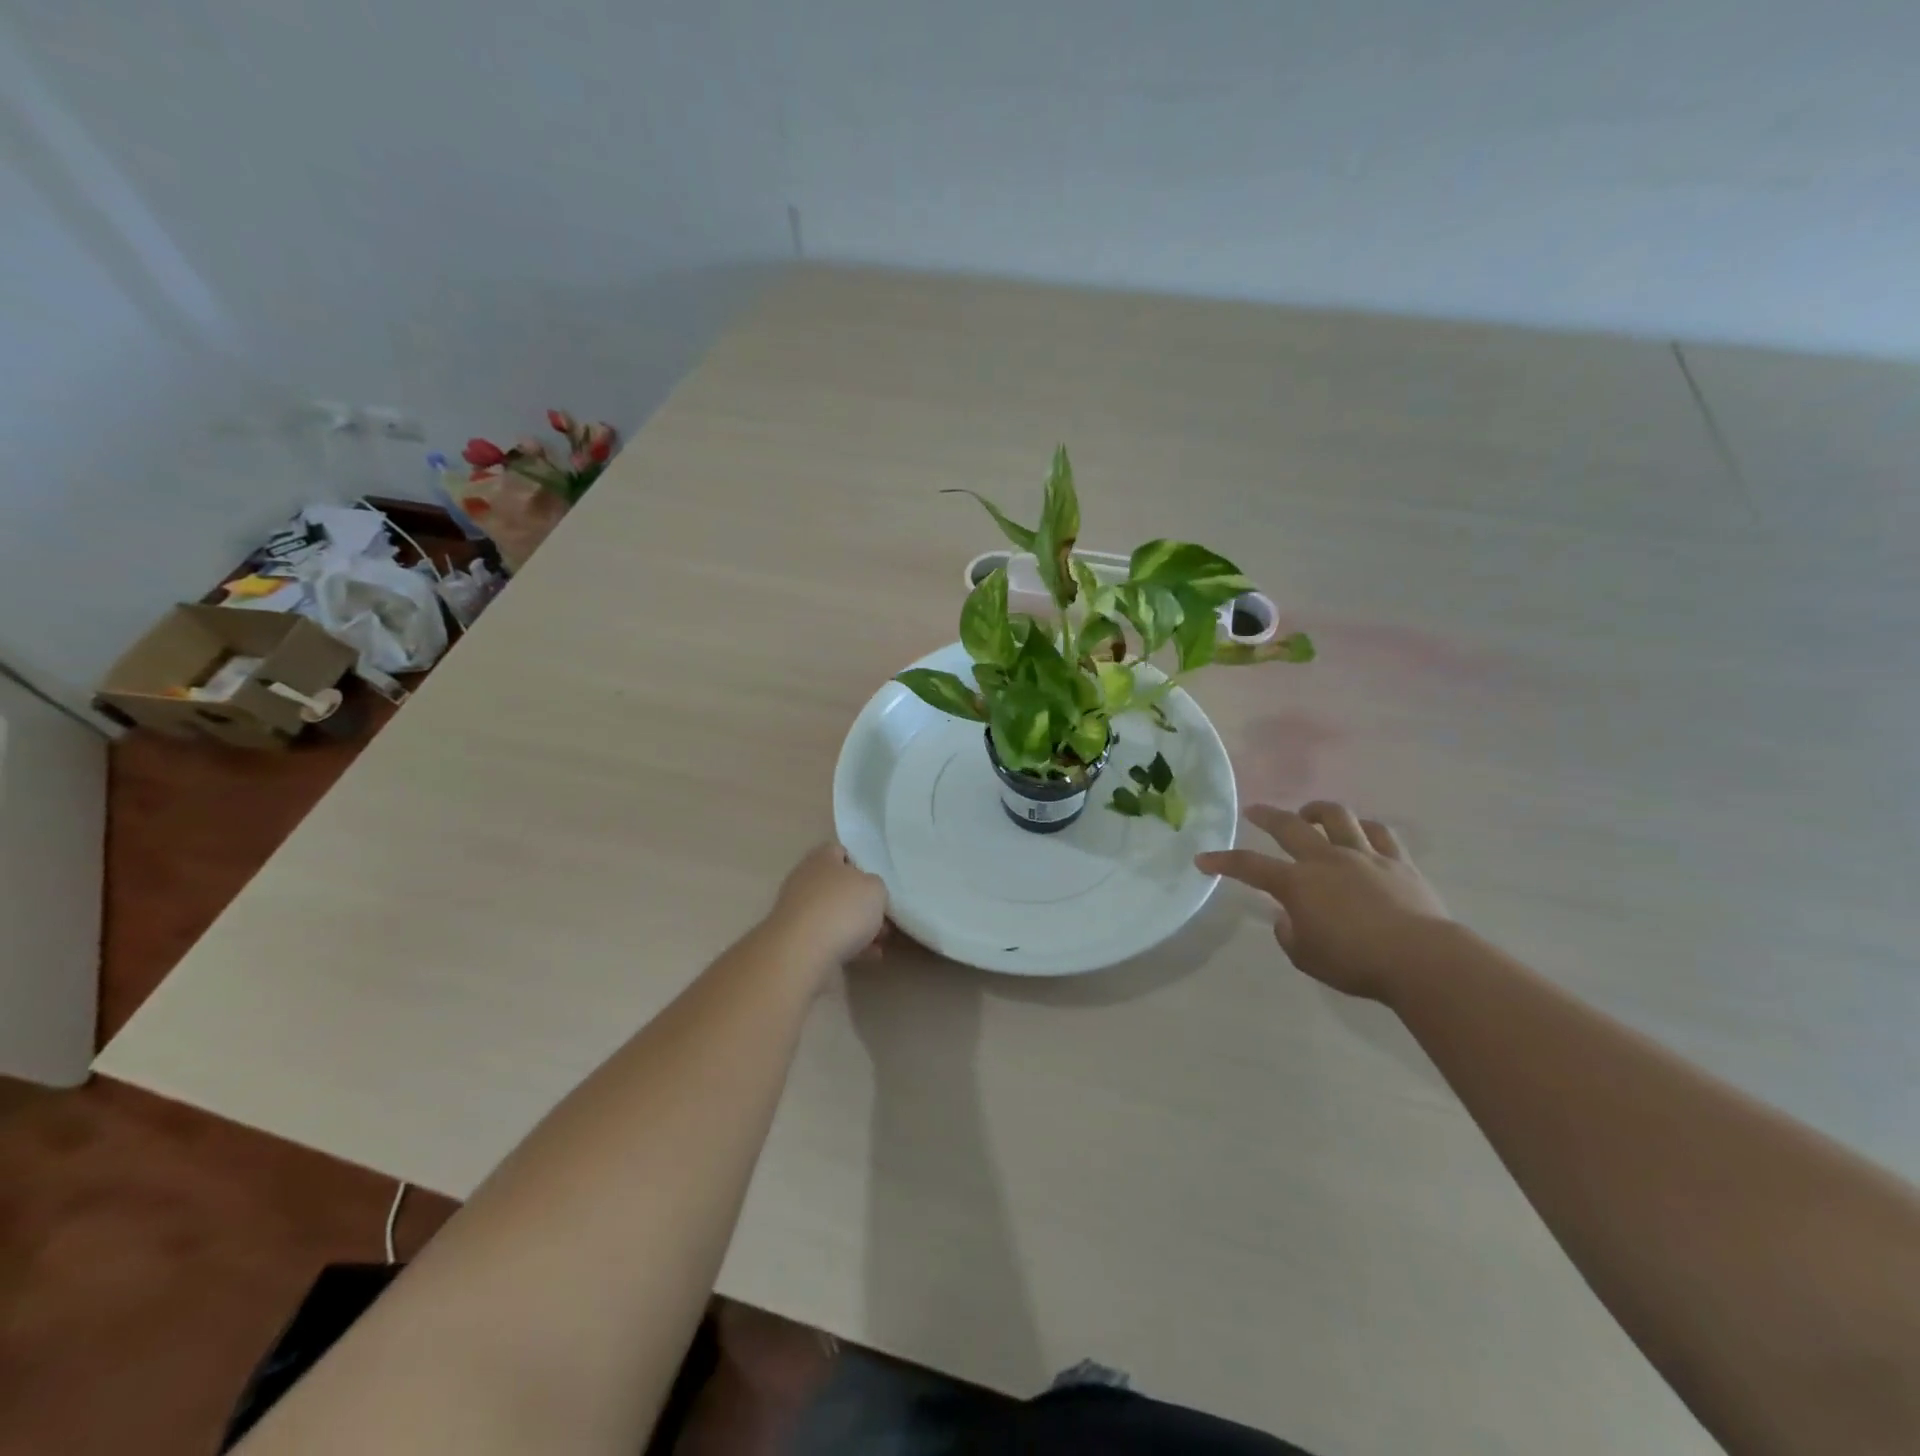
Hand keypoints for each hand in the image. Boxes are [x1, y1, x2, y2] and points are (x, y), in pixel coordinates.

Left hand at [766, 844, 888, 969]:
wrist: (803, 954)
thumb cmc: (842, 909)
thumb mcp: (875, 888)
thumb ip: (874, 886)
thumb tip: (866, 892)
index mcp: (821, 859)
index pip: (839, 851)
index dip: (859, 863)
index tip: (876, 881)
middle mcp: (805, 882)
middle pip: (838, 886)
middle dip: (861, 902)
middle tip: (883, 915)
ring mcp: (798, 913)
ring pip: (834, 915)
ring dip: (858, 927)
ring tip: (881, 941)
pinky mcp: (797, 942)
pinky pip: (829, 940)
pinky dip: (849, 946)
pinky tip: (870, 956)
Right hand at [1196, 801, 1449, 1001]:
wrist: (1420, 959)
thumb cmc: (1355, 962)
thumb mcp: (1306, 957)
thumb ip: (1289, 934)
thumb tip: (1287, 917)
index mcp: (1297, 883)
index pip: (1249, 866)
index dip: (1223, 861)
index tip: (1203, 859)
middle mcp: (1326, 860)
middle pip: (1289, 826)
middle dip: (1266, 815)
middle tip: (1253, 810)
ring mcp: (1364, 856)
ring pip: (1337, 817)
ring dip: (1317, 811)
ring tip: (1310, 814)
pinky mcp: (1398, 862)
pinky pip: (1380, 833)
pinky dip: (1364, 828)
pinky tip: (1360, 832)